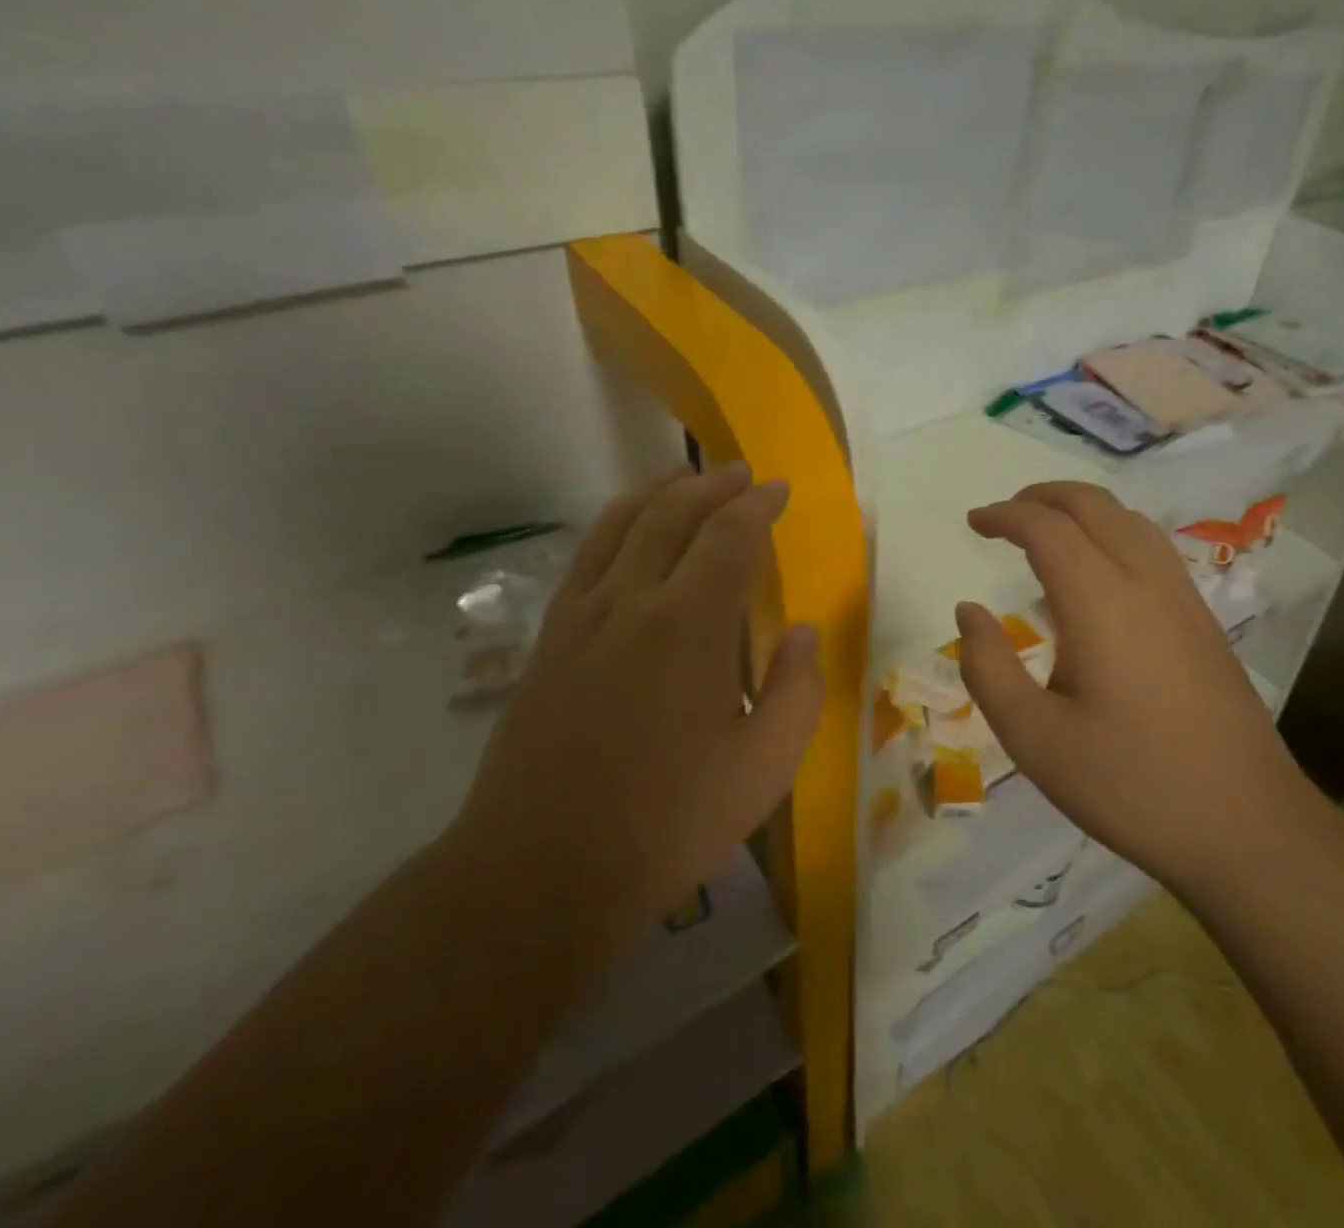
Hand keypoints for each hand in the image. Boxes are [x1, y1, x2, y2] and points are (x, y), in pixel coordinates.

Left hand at [452, 465, 821, 940]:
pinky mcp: (549, 640)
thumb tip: (802, 630)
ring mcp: (580, 617)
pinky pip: (586, 558)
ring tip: (684, 482)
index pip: (730, 536)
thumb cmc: (668, 822)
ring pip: (619, 525)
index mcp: (689, 625)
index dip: (759, 505)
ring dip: (659, 494)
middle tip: (740, 474)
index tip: (780, 489)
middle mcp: (631, 601)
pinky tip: (627, 537)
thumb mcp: (765, 767)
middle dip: (711, 485)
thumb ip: (797, 690)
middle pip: (671, 514)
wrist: (541, 869)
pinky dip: (615, 527)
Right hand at [954, 482, 1313, 896]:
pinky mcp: (1204, 623)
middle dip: (1043, 496)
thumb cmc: (1130, 785)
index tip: (973, 522)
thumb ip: (988, 668)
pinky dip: (1112, 534)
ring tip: (1046, 532)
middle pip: (1094, 505)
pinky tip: (1098, 575)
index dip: (1005, 515)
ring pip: (1131, 521)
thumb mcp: (1034, 739)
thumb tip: (969, 612)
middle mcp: (1146, 584)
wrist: (1248, 829)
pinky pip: (1153, 549)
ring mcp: (1184, 600)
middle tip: (1004, 515)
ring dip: (1082, 510)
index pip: (1047, 528)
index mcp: (1101, 603)